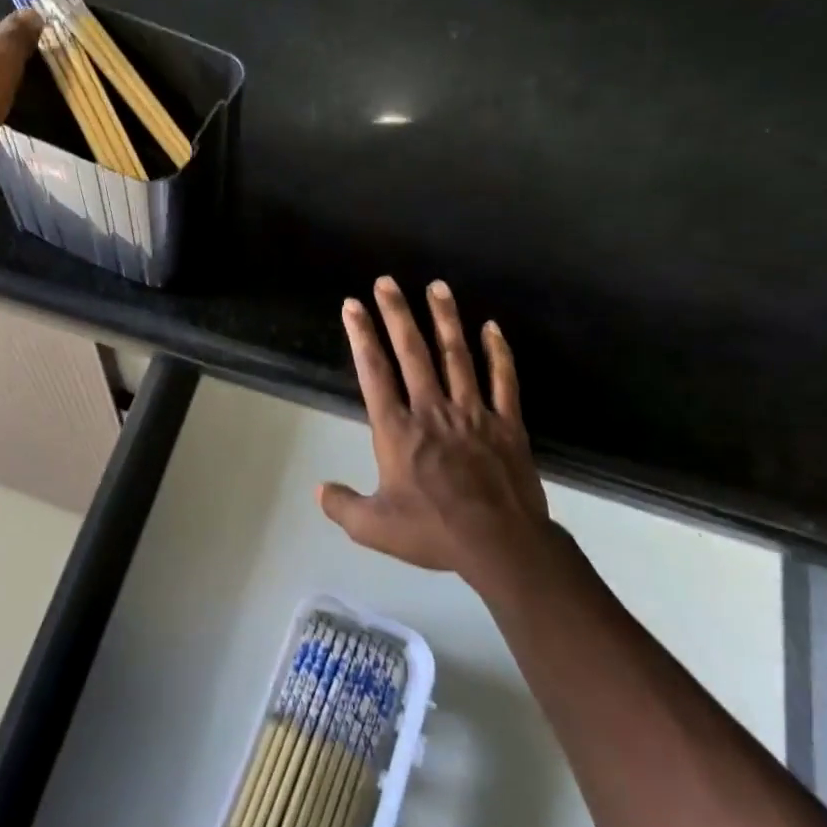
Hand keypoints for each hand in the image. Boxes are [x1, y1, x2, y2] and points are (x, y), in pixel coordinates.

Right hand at [318, 277, 550, 588]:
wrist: (500, 544)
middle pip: (412, 352)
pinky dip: (499, 352)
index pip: (374, 372)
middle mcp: (432, 410)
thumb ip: (342, 505)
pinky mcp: (507, 424)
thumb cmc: (433, 532)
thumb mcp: (374, 528)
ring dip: (445, 319)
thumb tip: (319, 489)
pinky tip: (492, 327)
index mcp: (398, 430)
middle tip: (387, 281)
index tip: (352, 306)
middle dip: (397, 314)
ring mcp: (473, 413)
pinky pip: (504, 380)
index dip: (361, 336)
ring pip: (457, 356)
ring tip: (437, 286)